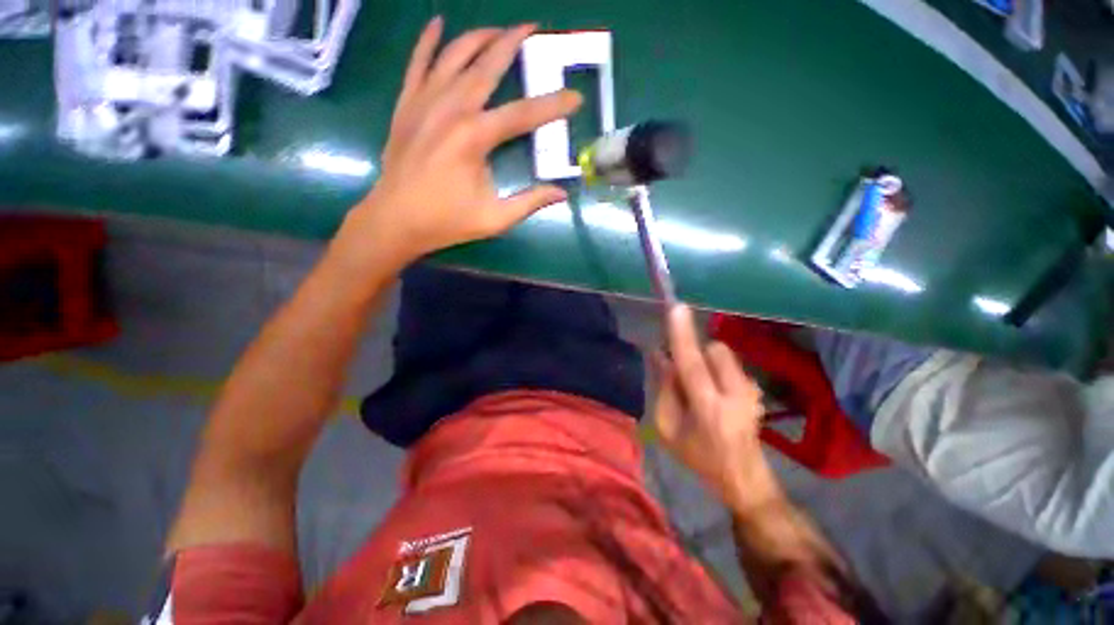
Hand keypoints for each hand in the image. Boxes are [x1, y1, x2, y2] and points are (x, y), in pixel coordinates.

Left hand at [333, 18, 581, 269]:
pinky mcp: (406, 106)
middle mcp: (450, 109)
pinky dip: (427, 42)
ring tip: (498, 29)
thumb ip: (529, 203)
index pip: (522, 114)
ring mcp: (424, 103)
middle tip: (532, 27)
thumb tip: (561, 194)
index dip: (553, 106)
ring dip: (478, 38)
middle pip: (486, 67)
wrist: (395, 220)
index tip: (575, 98)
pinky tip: (437, 23)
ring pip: (453, 57)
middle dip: (512, 44)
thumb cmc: (447, 222)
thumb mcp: (495, 219)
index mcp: (474, 138)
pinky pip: (417, 64)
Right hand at [654, 306, 773, 509]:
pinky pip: (729, 364)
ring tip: (701, 387)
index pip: (692, 364)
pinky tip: (716, 394)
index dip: (682, 336)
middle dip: (694, 353)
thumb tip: (659, 354)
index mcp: (709, 408)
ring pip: (722, 354)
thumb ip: (664, 388)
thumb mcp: (667, 428)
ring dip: (705, 362)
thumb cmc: (699, 456)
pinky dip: (717, 370)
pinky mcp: (756, 389)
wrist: (745, 477)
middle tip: (683, 374)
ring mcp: (751, 391)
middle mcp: (735, 394)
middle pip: (713, 350)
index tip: (676, 308)